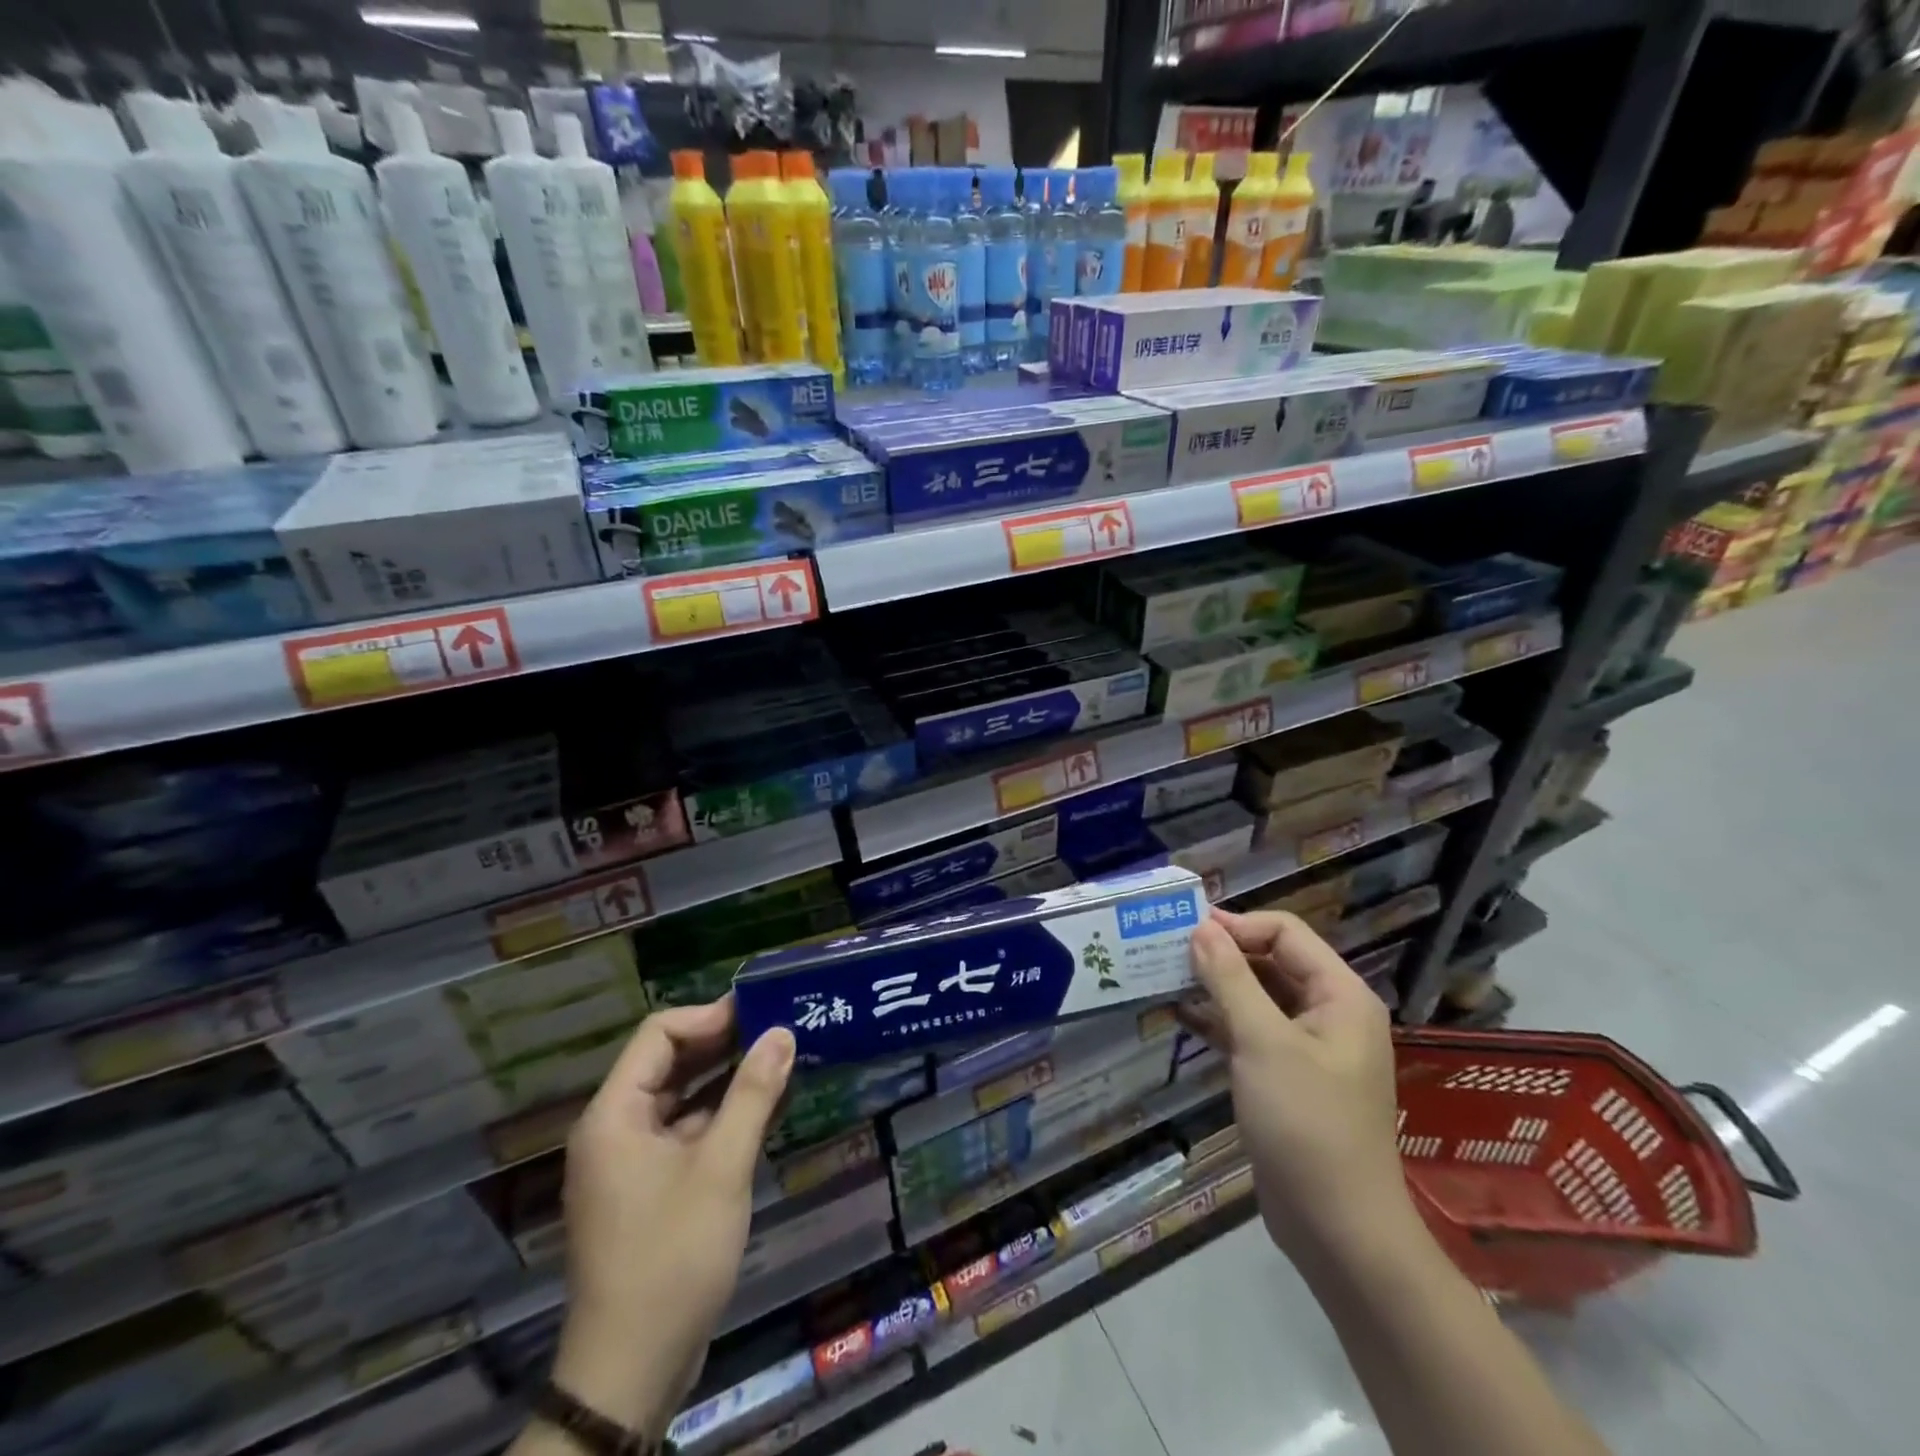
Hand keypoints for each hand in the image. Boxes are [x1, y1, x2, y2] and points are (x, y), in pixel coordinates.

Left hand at [551, 998, 795, 1437]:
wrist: (631, 1372)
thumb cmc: (673, 1256)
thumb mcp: (721, 1168)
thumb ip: (752, 1094)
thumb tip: (781, 1031)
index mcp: (615, 1114)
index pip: (659, 1033)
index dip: (710, 1016)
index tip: (761, 1014)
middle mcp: (615, 1128)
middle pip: (668, 1062)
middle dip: (723, 1043)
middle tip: (779, 1031)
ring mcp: (629, 1161)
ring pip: (680, 1098)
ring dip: (726, 1079)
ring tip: (780, 1061)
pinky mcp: (647, 1189)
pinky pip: (684, 1132)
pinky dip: (720, 1116)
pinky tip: (764, 1109)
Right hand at [1181, 909, 1416, 1265]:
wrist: (1338, 1230)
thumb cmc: (1306, 1125)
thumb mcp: (1263, 1042)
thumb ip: (1230, 979)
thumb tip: (1201, 927)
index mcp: (1340, 995)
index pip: (1285, 933)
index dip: (1236, 924)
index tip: (1185, 929)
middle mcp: (1329, 1012)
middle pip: (1272, 960)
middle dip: (1222, 953)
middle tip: (1167, 949)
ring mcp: (1309, 1047)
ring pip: (1258, 996)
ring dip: (1216, 985)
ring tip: (1165, 975)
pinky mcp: (1287, 1076)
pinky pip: (1251, 1030)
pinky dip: (1219, 1020)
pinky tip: (1180, 1015)